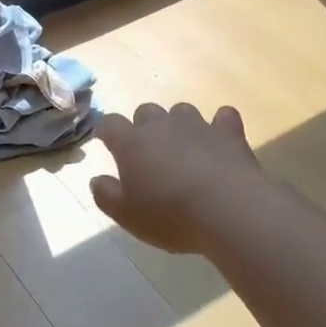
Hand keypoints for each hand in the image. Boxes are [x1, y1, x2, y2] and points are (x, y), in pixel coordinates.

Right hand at [90, 103, 276, 254]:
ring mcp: (197, 125)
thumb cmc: (171, 216)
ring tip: (183, 148)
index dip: (106, 131)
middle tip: (148, 153)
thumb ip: (106, 195)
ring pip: (181, 110)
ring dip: (178, 124)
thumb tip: (97, 180)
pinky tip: (220, 139)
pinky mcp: (228, 132)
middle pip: (145, 111)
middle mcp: (162, 125)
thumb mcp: (127, 216)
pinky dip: (220, 125)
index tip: (107, 142)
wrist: (229, 211)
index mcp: (132, 143)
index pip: (110, 124)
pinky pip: (223, 116)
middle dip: (143, 127)